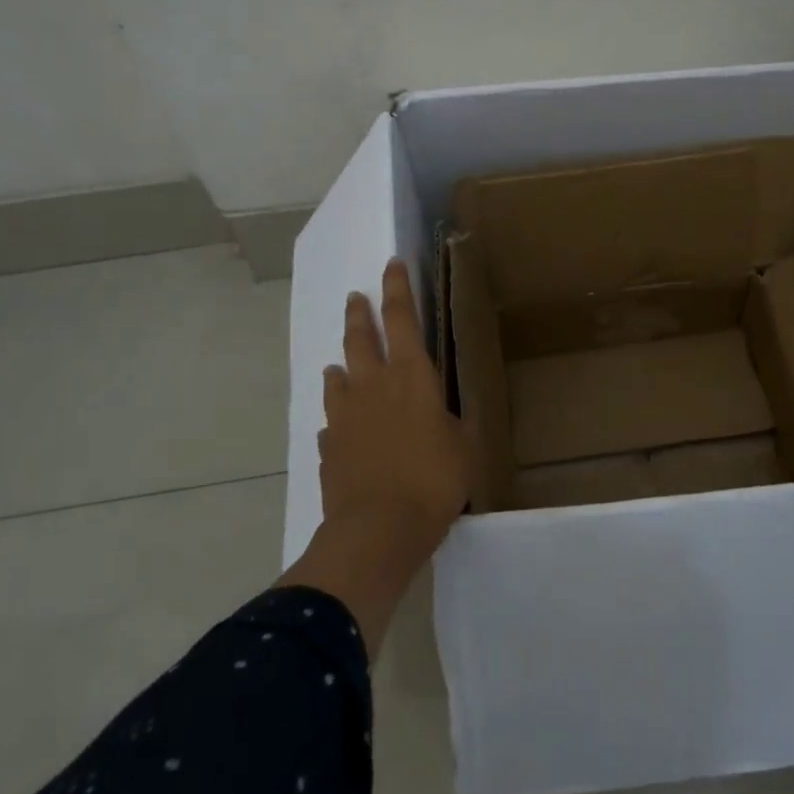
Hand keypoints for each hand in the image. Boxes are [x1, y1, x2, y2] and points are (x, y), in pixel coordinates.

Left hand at [318, 258, 478, 543]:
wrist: (378, 529)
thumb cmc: (434, 480)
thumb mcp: (465, 446)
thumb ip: (452, 420)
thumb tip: (439, 411)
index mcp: (412, 377)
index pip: (402, 318)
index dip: (397, 288)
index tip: (392, 264)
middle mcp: (373, 386)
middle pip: (361, 338)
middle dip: (360, 313)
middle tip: (355, 296)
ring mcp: (345, 415)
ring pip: (338, 376)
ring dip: (342, 364)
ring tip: (341, 363)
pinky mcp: (329, 445)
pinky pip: (332, 421)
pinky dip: (338, 415)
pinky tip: (341, 426)